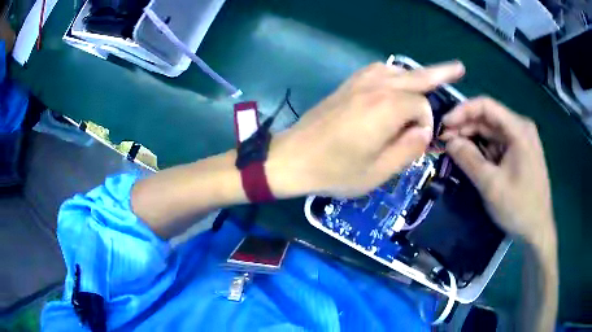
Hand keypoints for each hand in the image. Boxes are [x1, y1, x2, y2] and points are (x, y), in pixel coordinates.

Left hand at [267, 61, 464, 197]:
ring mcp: (359, 82)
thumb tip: (424, 129)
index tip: (416, 143)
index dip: (425, 126)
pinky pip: (378, 71)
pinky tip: (398, 82)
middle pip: (416, 76)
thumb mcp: (378, 172)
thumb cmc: (335, 171)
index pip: (421, 107)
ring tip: (433, 78)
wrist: (292, 158)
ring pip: (398, 70)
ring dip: (417, 74)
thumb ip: (408, 149)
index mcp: (386, 108)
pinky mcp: (347, 84)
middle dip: (440, 73)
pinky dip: (395, 74)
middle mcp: (376, 87)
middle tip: (459, 68)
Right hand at [440, 97, 554, 243]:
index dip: (462, 111)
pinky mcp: (521, 154)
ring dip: (473, 139)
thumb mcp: (491, 184)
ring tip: (455, 150)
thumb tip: (449, 142)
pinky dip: (484, 149)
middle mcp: (521, 129)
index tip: (443, 125)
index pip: (486, 106)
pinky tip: (473, 159)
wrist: (537, 230)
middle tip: (445, 141)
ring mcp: (522, 141)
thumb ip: (468, 159)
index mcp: (518, 129)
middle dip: (466, 127)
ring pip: (492, 132)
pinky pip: (498, 144)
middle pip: (489, 118)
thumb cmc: (518, 207)